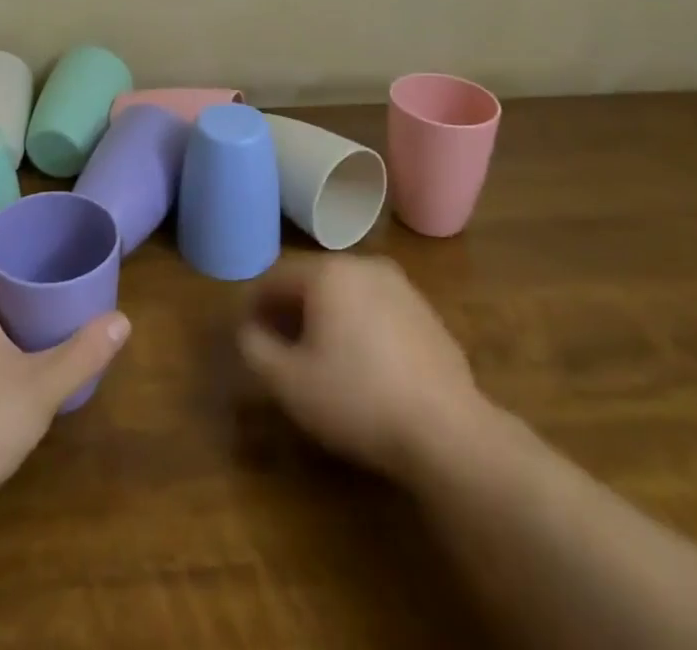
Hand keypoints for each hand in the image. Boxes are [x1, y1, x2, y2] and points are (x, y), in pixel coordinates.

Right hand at [238, 253, 494, 481]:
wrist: (448, 431)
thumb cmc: (358, 399)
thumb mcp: (289, 382)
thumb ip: (255, 348)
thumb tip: (248, 330)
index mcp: (327, 272)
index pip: (275, 278)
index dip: (255, 305)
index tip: (248, 335)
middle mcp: (363, 265)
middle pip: (312, 281)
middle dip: (291, 310)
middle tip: (280, 347)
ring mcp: (400, 286)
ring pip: (346, 294)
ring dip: (327, 317)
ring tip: (321, 358)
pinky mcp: (426, 312)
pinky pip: (377, 310)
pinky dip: (360, 327)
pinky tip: (364, 367)